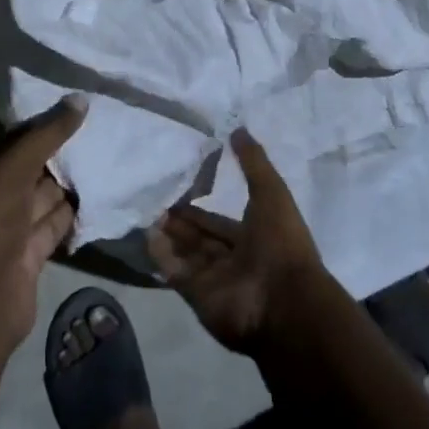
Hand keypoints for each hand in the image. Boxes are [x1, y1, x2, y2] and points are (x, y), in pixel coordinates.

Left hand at [0, 96, 83, 347]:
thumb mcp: (10, 167)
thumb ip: (46, 133)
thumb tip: (81, 100)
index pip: (5, 145)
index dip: (37, 130)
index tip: (73, 114)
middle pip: (26, 171)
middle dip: (58, 156)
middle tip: (98, 133)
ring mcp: (3, 234)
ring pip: (41, 200)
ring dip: (69, 184)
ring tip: (106, 158)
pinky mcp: (26, 259)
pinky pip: (52, 227)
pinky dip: (73, 214)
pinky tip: (100, 195)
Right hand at [146, 129, 330, 352]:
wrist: (282, 300)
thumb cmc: (281, 242)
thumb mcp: (271, 192)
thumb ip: (253, 162)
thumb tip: (237, 128)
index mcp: (255, 236)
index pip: (221, 219)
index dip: (201, 205)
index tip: (179, 186)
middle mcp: (234, 258)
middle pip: (200, 236)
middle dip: (180, 219)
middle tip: (155, 198)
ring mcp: (215, 279)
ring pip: (186, 253)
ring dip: (168, 234)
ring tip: (146, 210)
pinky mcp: (197, 296)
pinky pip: (175, 272)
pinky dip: (161, 255)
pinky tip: (145, 233)